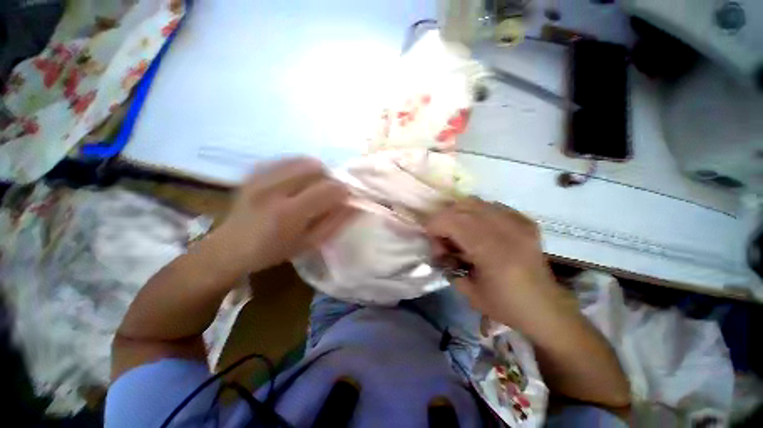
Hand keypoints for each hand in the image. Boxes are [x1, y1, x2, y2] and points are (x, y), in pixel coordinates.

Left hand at [210, 157, 353, 274]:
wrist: (230, 247)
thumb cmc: (274, 251)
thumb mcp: (310, 243)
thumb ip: (335, 222)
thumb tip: (355, 204)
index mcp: (288, 213)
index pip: (328, 189)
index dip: (343, 191)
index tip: (345, 198)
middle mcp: (273, 189)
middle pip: (315, 167)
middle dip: (329, 178)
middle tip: (327, 193)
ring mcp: (260, 177)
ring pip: (302, 160)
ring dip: (315, 172)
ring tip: (311, 187)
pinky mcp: (253, 171)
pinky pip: (286, 160)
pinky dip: (298, 168)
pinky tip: (295, 183)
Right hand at [426, 198, 563, 331]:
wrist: (545, 308)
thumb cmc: (505, 305)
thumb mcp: (467, 290)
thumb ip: (447, 264)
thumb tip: (439, 247)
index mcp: (492, 252)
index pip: (452, 221)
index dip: (434, 227)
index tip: (434, 243)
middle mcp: (507, 231)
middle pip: (462, 207)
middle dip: (444, 220)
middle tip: (445, 240)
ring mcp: (518, 223)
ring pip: (476, 202)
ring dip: (459, 215)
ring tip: (460, 233)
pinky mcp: (525, 221)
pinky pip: (491, 206)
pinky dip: (477, 215)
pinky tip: (480, 231)